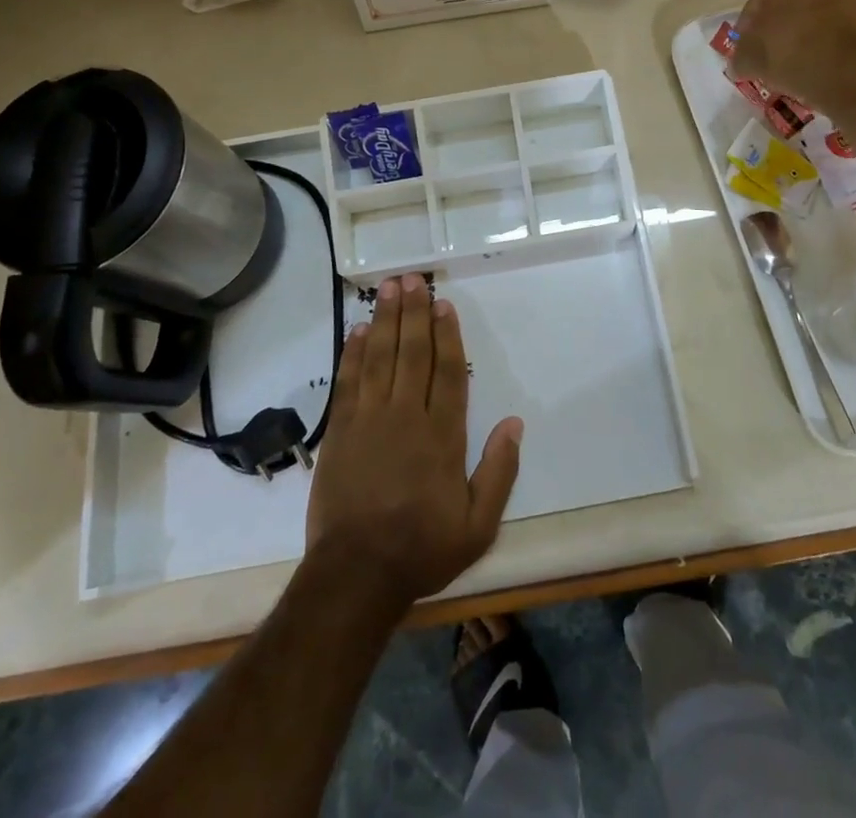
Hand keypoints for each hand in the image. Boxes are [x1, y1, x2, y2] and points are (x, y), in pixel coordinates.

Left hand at [305, 276, 522, 610]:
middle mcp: (406, 417)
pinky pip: (349, 381)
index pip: (448, 372)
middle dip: (414, 313)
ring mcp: (369, 421)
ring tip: (389, 288)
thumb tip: (515, 423)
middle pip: (413, 353)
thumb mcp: (478, 525)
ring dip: (386, 320)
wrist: (356, 575)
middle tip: (412, 279)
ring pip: (381, 358)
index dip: (447, 334)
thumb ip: (499, 472)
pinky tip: (360, 329)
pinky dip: (354, 353)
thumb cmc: (422, 549)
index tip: (444, 304)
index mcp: (443, 436)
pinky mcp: (340, 432)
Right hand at [731, 0, 855, 107]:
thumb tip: (738, 64)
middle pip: (791, 1)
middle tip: (769, 52)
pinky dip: (827, 41)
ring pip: (817, 13)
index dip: (748, 24)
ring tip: (795, 61)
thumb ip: (740, 55)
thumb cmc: (791, 53)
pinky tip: (818, 62)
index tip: (746, 47)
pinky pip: (838, 27)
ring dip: (804, 32)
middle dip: (778, 25)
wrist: (849, 73)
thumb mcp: (750, 58)